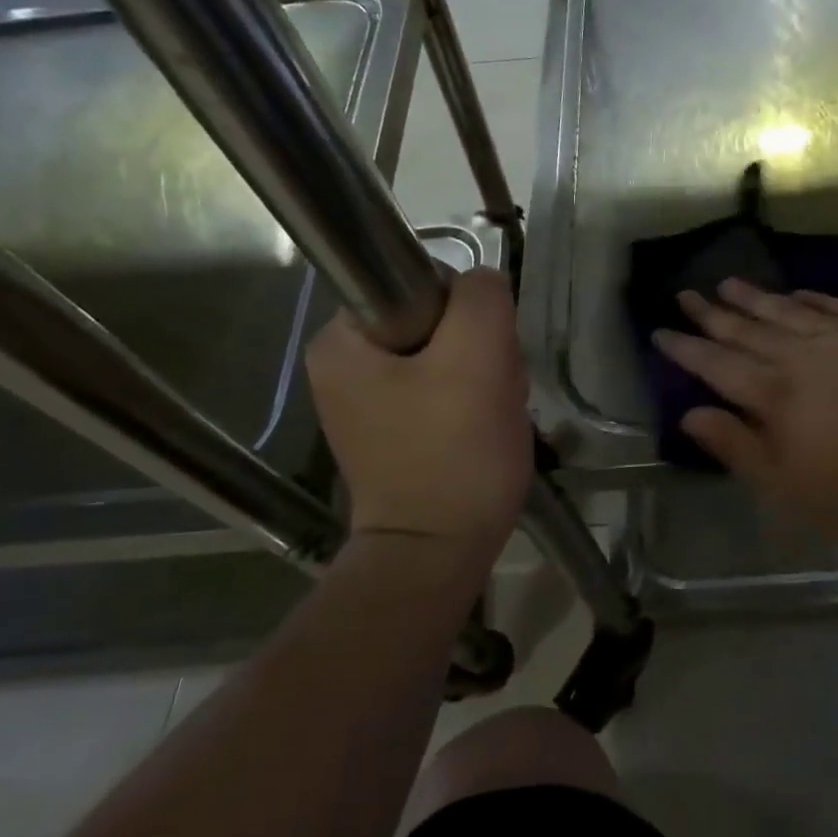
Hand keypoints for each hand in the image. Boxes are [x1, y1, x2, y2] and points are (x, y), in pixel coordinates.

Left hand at [305, 269, 529, 554]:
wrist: (438, 553)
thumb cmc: (453, 453)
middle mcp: (342, 366)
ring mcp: (367, 403)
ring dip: (483, 377)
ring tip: (495, 414)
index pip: (421, 283)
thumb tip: (481, 286)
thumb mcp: (478, 357)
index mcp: (342, 340)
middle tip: (496, 390)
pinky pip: (442, 391)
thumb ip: (481, 298)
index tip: (485, 355)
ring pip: (446, 357)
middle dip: (479, 350)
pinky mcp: (393, 432)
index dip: (467, 312)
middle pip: (436, 322)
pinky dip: (472, 403)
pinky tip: (485, 429)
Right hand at [655, 279, 837, 552]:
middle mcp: (804, 356)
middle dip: (713, 313)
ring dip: (756, 297)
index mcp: (777, 396)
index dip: (686, 349)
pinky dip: (812, 296)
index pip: (718, 365)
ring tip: (729, 282)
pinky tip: (798, 291)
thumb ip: (741, 449)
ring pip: (789, 310)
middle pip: (748, 329)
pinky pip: (837, 305)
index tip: (660, 331)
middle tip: (687, 293)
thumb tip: (691, 415)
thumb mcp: (795, 491)